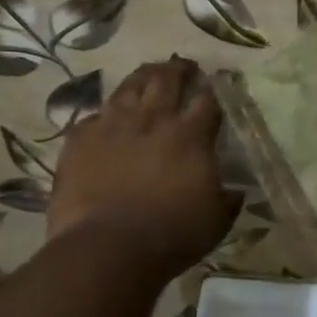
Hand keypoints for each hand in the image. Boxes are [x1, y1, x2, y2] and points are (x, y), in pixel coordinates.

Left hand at [48, 58, 239, 279]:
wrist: (106, 249)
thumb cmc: (171, 236)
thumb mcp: (216, 222)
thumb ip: (227, 200)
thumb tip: (236, 191)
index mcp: (190, 135)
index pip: (208, 99)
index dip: (216, 87)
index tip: (220, 81)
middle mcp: (153, 119)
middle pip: (167, 79)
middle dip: (178, 69)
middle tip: (184, 67)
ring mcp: (113, 125)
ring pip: (129, 86)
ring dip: (142, 78)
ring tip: (148, 75)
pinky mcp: (80, 139)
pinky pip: (94, 116)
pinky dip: (105, 115)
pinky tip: (107, 120)